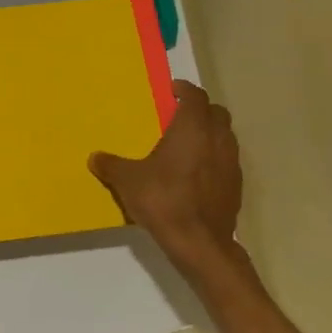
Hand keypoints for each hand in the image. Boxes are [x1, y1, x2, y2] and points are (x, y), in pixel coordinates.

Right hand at [90, 80, 242, 256]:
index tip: (171, 90)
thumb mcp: (127, 181)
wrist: (200, 243)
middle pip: (215, 113)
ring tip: (185, 145)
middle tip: (177, 117)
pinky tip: (194, 173)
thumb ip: (111, 165)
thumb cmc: (163, 200)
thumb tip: (95, 157)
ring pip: (224, 136)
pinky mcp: (236, 186)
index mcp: (192, 128)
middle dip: (199, 110)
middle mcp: (217, 139)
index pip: (195, 97)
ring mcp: (231, 163)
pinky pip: (226, 160)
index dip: (184, 90)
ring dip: (208, 134)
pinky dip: (213, 158)